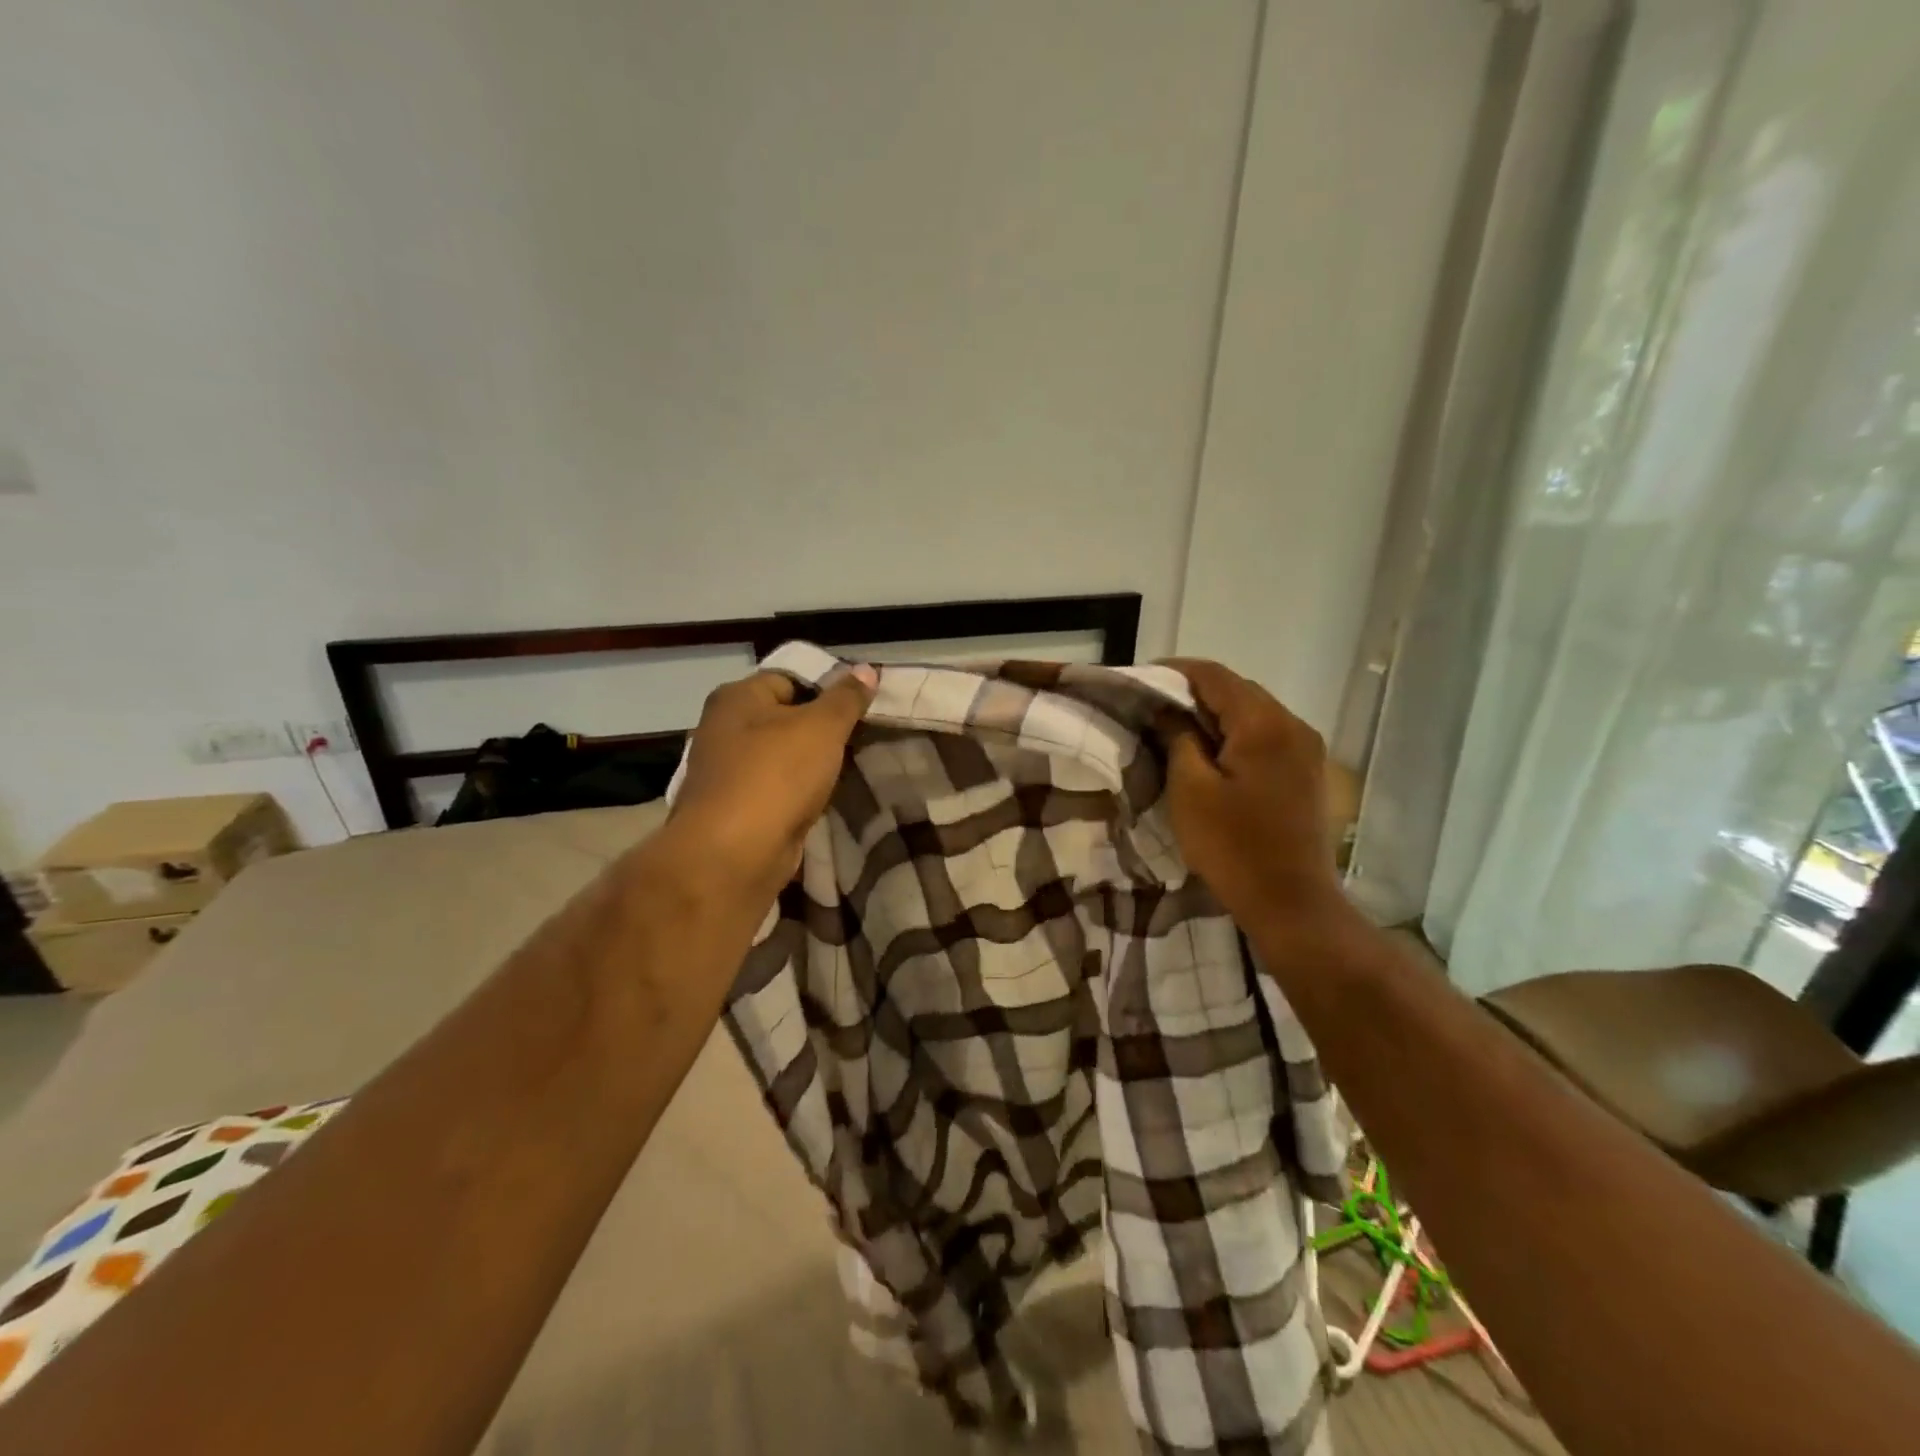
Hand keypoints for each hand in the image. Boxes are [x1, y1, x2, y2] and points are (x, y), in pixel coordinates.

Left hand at [669, 665, 877, 903]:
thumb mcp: (822, 727)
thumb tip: (866, 668)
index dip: (828, 686)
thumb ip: (846, 698)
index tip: (864, 704)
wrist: (734, 854)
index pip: (790, 677)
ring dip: (814, 763)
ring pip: (784, 756)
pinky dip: (801, 792)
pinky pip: (779, 789)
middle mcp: (725, 728)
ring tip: (853, 766)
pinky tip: (828, 797)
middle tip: (864, 735)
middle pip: (786, 716)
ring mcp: (728, 771)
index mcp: (737, 697)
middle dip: (824, 728)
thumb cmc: (776, 775)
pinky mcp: (737, 809)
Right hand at [1157, 659, 1348, 937]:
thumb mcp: (1190, 789)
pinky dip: (1237, 735)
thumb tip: (1168, 710)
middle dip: (1195, 693)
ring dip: (1216, 715)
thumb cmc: (1233, 846)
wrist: (1292, 902)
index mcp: (1264, 724)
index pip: (1214, 676)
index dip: (1175, 671)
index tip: (1141, 680)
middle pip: (1238, 690)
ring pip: (1254, 713)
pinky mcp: (1308, 772)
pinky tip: (1213, 755)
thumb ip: (1178, 738)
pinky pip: (1267, 736)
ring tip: (1178, 731)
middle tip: (1155, 708)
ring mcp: (1306, 749)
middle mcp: (1293, 725)